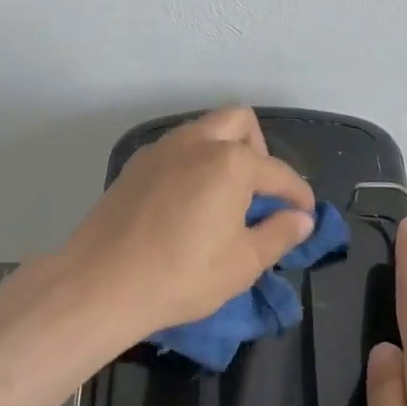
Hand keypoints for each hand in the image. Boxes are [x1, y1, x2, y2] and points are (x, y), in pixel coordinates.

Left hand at [60, 107, 315, 340]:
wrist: (102, 283)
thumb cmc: (182, 275)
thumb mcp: (243, 263)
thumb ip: (279, 234)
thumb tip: (301, 219)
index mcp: (230, 162)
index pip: (278, 172)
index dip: (298, 195)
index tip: (305, 215)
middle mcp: (195, 142)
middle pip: (239, 122)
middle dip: (259, 151)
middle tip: (259, 192)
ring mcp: (160, 150)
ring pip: (203, 130)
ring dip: (224, 152)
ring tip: (225, 198)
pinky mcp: (134, 166)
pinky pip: (176, 150)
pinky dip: (193, 163)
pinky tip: (189, 202)